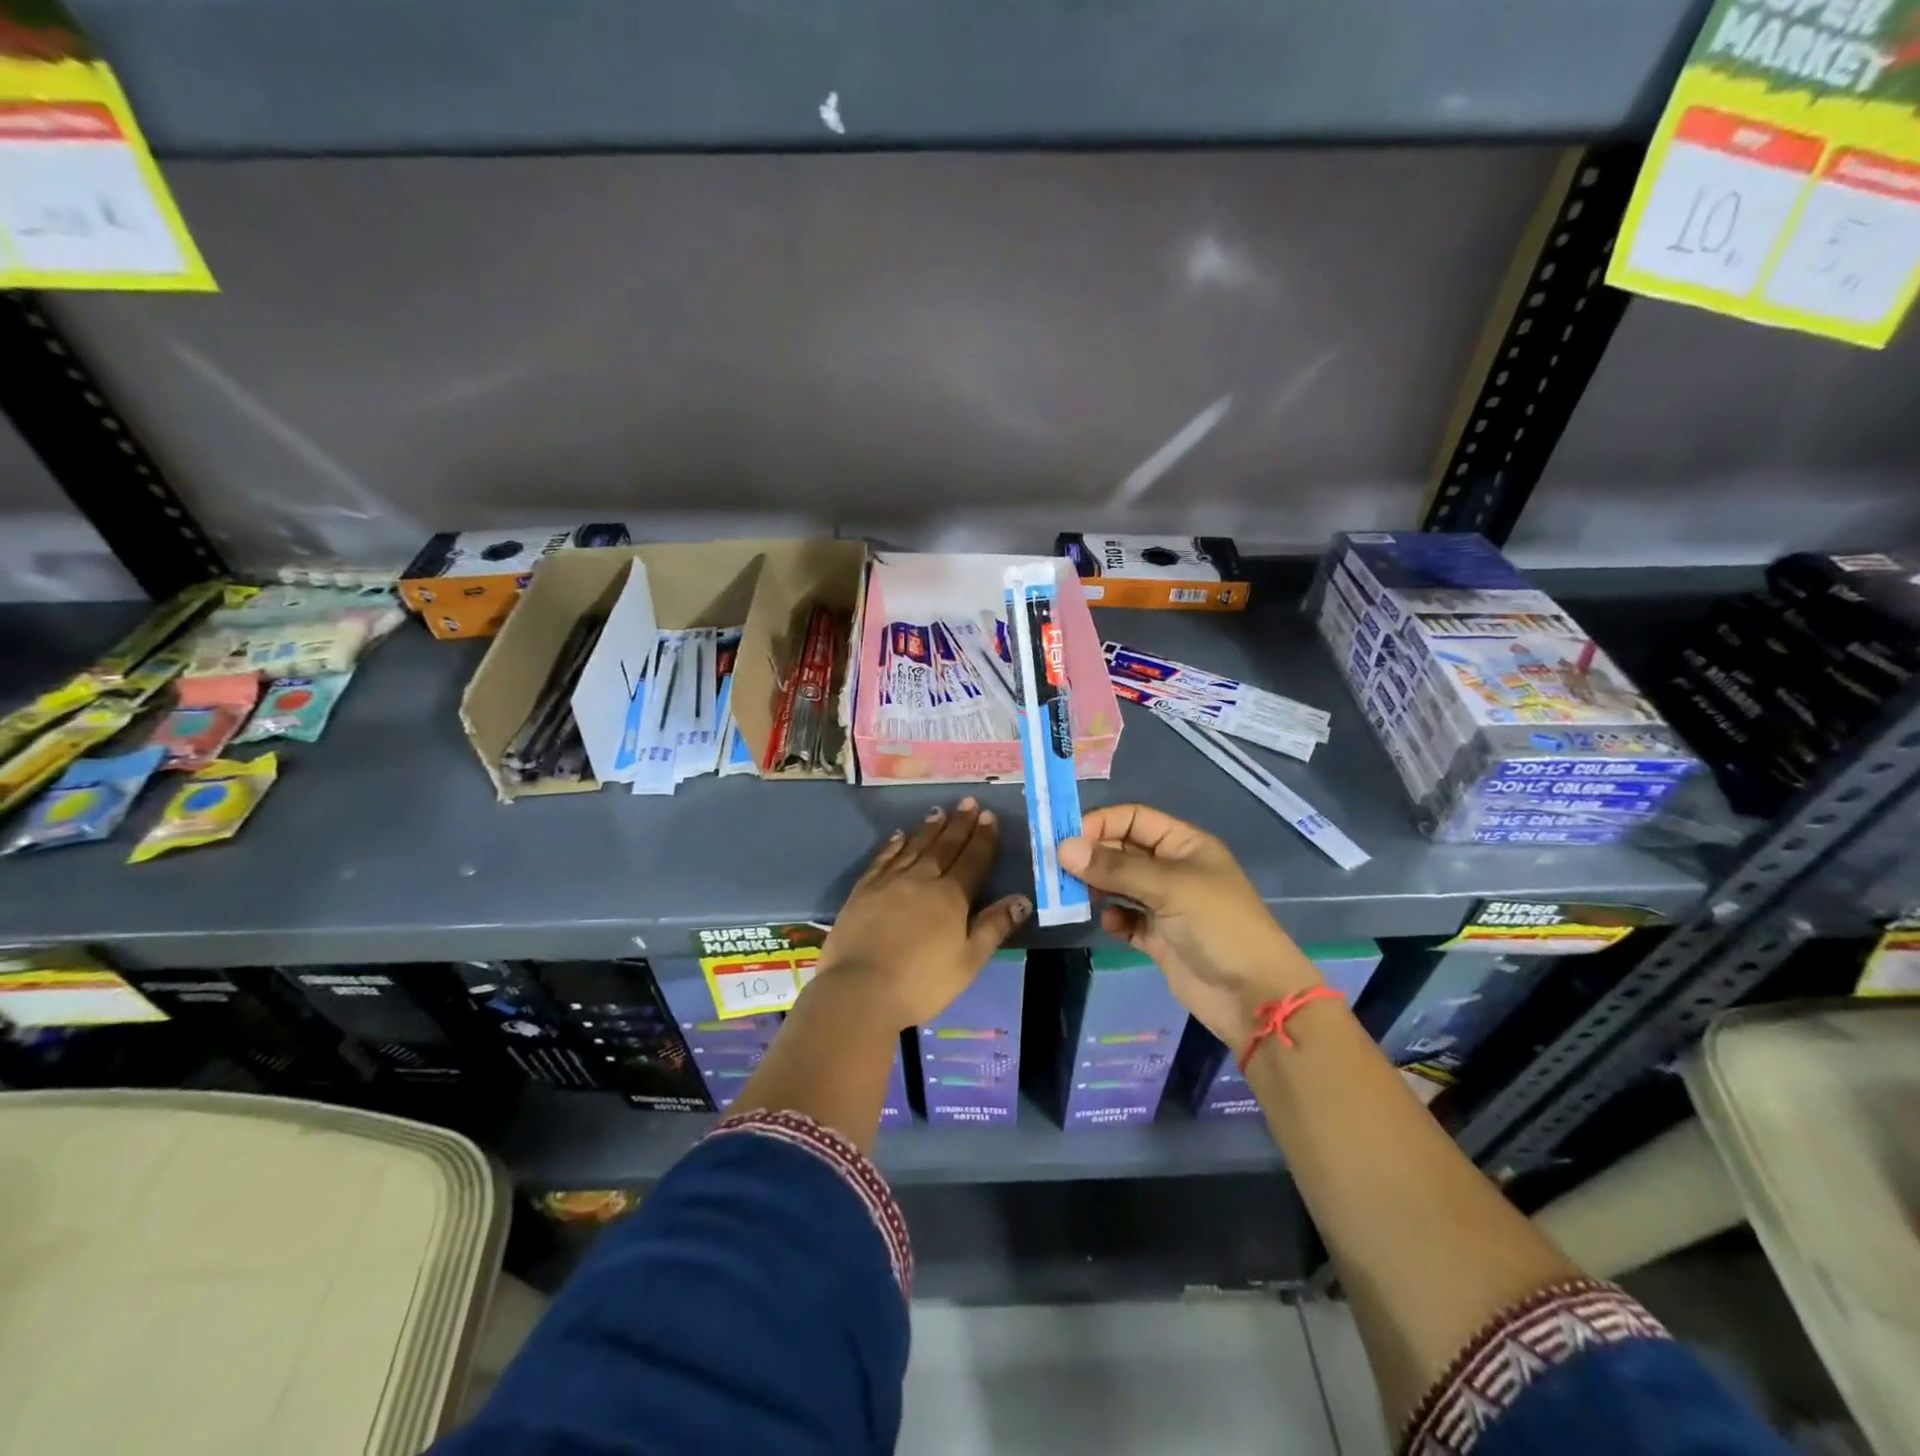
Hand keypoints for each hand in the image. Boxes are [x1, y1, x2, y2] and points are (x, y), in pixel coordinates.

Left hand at [814, 798, 1030, 1030]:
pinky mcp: (863, 890)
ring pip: (914, 847)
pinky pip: (883, 859)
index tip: (989, 816)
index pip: (972, 860)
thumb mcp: (968, 961)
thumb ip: (994, 927)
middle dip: (959, 824)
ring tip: (939, 812)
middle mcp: (921, 880)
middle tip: (968, 802)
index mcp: (951, 897)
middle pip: (944, 847)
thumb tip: (1022, 899)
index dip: (983, 838)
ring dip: (929, 829)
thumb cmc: (921, 982)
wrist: (859, 989)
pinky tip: (899, 836)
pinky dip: (893, 845)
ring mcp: (889, 882)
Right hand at [1059, 804, 1322, 1050]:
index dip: (1101, 823)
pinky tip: (1110, 923)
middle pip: (1122, 850)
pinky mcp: (1159, 937)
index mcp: (1184, 845)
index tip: (1067, 838)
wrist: (1253, 996)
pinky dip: (1114, 917)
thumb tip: (1063, 849)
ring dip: (1097, 886)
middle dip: (1092, 856)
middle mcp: (1173, 869)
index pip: (1134, 819)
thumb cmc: (1218, 926)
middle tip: (1059, 869)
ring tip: (1074, 895)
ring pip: (1120, 884)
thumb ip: (1115, 868)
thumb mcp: (1169, 887)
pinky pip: (1126, 918)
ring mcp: (1166, 904)